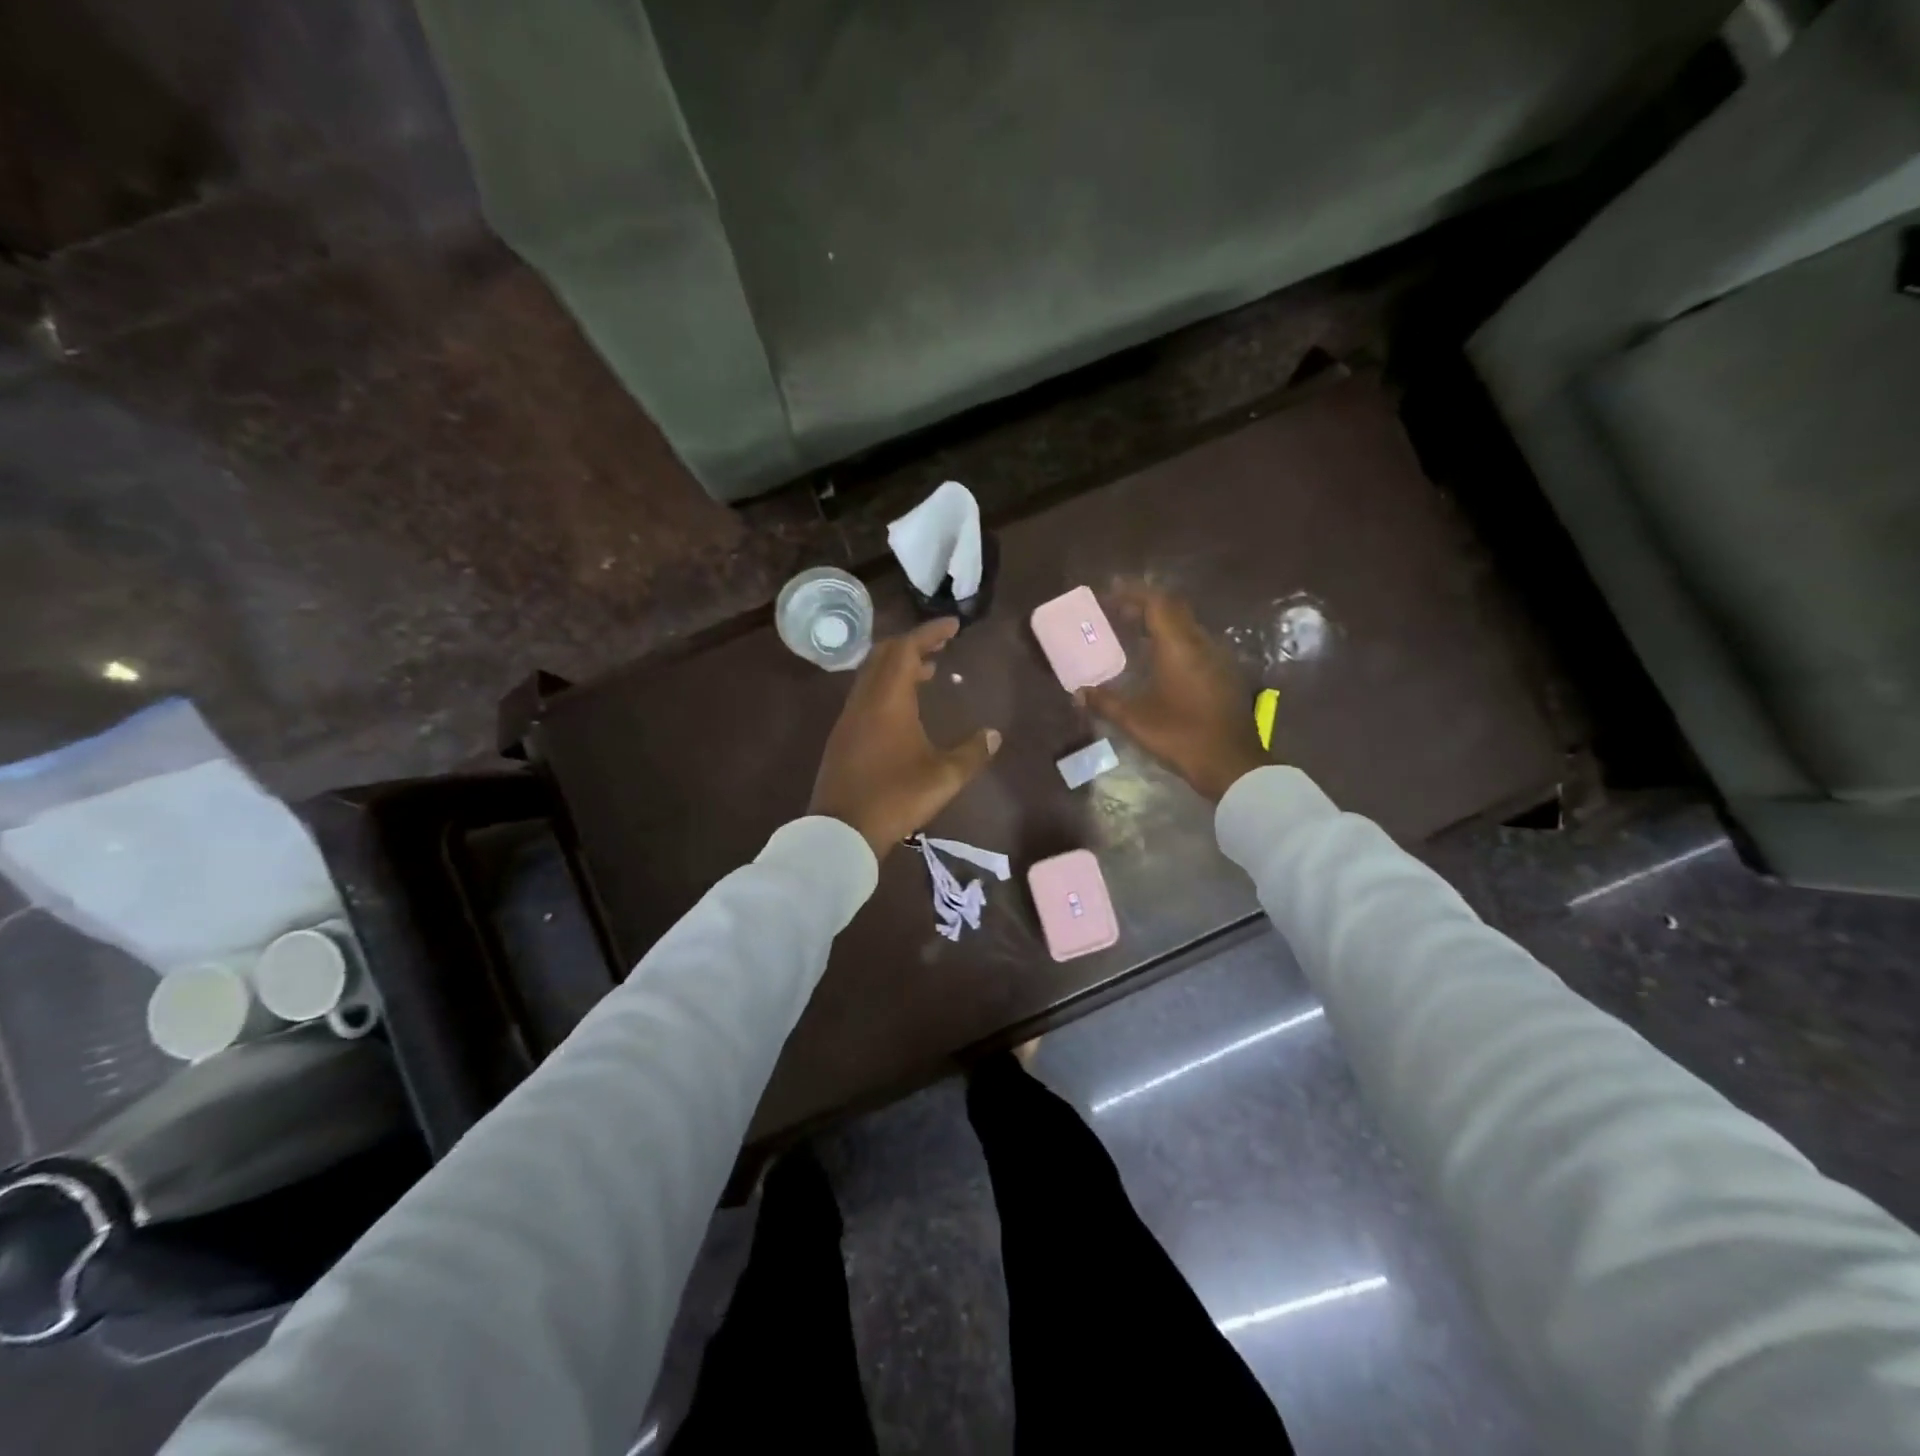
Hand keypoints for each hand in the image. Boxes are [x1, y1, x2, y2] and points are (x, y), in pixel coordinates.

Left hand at [810, 618, 1001, 858]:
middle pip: (885, 654)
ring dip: (898, 666)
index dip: (930, 632)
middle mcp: (865, 700)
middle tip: (941, 644)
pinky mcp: (843, 737)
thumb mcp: (943, 777)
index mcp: (888, 699)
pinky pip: (866, 695)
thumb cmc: (895, 797)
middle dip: (913, 643)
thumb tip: (993, 735)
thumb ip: (971, 753)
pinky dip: (887, 687)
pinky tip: (904, 709)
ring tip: (928, 672)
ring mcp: (849, 718)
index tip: (953, 625)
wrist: (842, 830)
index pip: (907, 648)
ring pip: (872, 675)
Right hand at [1081, 583, 1269, 802]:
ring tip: (1134, 634)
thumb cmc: (1181, 736)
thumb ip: (1105, 701)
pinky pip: (1196, 645)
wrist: (1232, 764)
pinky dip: (1174, 642)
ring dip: (1161, 624)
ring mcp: (1218, 659)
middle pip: (1174, 610)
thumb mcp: (1136, 720)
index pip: (1157, 603)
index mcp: (1179, 647)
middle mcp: (1201, 644)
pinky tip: (1160, 662)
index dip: (1133, 593)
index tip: (1110, 593)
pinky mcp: (1224, 675)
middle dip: (1145, 605)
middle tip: (1118, 612)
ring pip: (1187, 627)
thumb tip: (1079, 692)